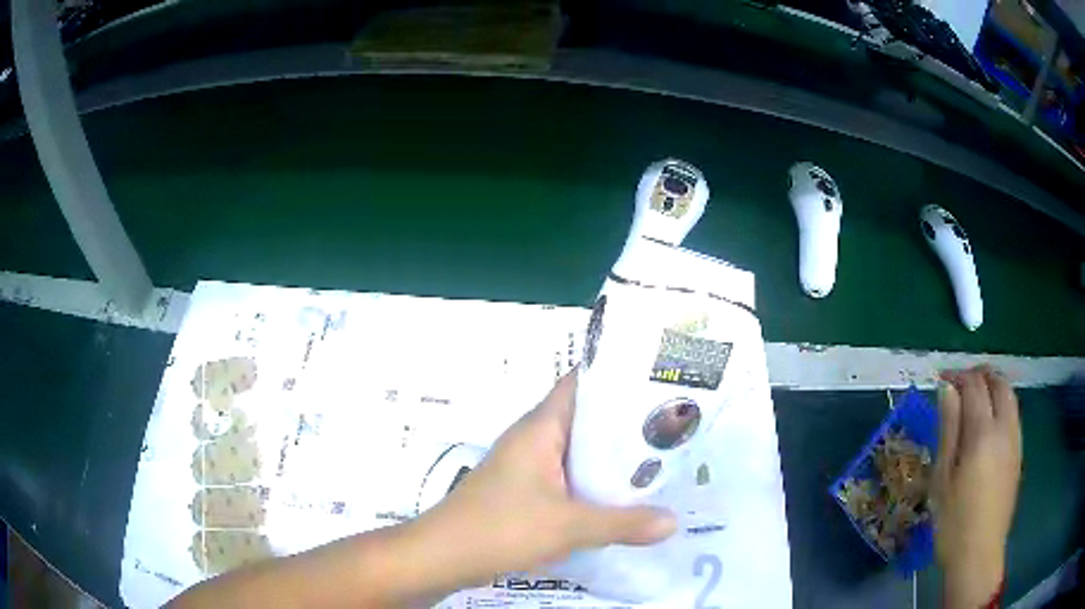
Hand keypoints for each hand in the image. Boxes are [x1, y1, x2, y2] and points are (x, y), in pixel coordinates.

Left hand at [411, 370, 676, 584]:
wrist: (442, 556)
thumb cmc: (501, 528)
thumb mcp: (568, 526)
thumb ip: (623, 523)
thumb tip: (673, 522)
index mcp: (541, 429)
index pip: (581, 384)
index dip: (618, 377)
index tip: (660, 381)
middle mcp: (533, 440)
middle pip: (586, 419)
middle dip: (627, 423)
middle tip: (674, 426)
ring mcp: (526, 467)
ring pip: (577, 452)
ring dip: (611, 457)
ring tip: (660, 459)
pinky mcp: (523, 492)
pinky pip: (567, 478)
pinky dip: (593, 483)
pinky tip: (622, 498)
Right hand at [933, 366, 1021, 608]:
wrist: (979, 554)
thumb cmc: (953, 522)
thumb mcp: (942, 478)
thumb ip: (948, 429)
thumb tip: (946, 389)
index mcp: (983, 433)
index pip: (974, 386)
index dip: (958, 376)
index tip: (941, 378)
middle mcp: (1004, 428)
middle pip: (998, 382)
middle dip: (980, 375)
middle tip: (960, 384)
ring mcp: (1015, 440)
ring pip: (1010, 395)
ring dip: (993, 387)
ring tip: (975, 398)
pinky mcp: (1018, 453)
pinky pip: (1013, 414)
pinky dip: (1002, 404)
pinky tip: (989, 423)